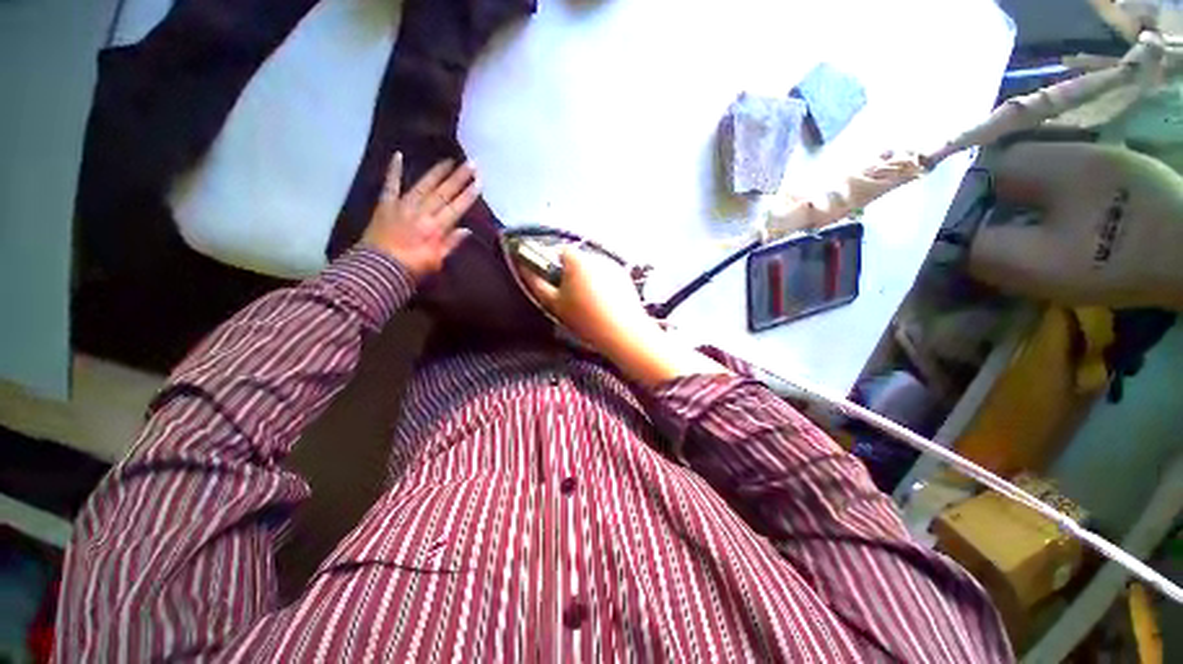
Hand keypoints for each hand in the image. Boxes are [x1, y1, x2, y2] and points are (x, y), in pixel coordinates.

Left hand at [361, 153, 478, 279]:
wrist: (379, 268)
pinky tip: (398, 155)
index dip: (468, 194)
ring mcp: (403, 206)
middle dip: (458, 178)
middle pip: (443, 193)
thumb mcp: (437, 261)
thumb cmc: (412, 268)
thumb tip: (466, 230)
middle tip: (471, 164)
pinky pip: (390, 185)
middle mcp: (422, 213)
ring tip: (449, 160)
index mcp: (436, 228)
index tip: (479, 182)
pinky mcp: (386, 204)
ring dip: (437, 172)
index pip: (456, 208)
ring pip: (423, 185)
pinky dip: (393, 170)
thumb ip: (451, 244)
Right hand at [522, 247, 659, 357]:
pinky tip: (603, 304)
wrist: (623, 332)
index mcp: (577, 260)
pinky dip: (602, 285)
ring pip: (592, 268)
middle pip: (576, 260)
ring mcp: (613, 266)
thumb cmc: (587, 319)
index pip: (558, 250)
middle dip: (570, 274)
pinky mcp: (625, 276)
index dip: (553, 266)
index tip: (554, 283)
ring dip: (587, 279)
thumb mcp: (555, 304)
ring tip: (589, 304)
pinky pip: (607, 275)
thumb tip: (523, 268)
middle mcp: (596, 256)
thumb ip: (536, 283)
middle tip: (570, 297)